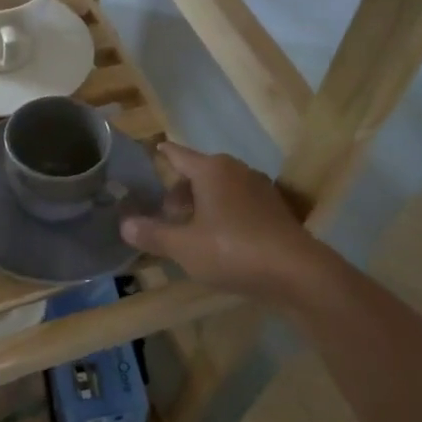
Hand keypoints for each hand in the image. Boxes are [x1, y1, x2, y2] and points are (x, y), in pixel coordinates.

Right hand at [119, 142, 321, 303]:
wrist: (296, 272)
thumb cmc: (232, 250)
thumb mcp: (183, 246)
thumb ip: (152, 234)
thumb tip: (125, 224)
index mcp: (211, 170)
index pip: (179, 155)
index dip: (164, 154)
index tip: (155, 149)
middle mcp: (237, 171)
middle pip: (200, 172)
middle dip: (180, 190)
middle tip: (167, 215)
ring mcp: (260, 189)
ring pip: (221, 188)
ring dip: (203, 203)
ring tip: (190, 229)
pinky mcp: (275, 210)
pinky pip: (239, 203)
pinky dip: (224, 213)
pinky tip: (219, 239)